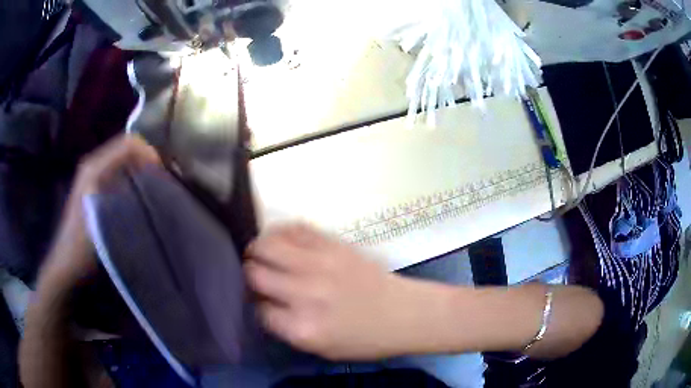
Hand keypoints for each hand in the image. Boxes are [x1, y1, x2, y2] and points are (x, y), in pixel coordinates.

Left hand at [40, 135, 160, 289]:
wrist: (67, 264)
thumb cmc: (82, 246)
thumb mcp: (104, 221)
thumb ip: (126, 198)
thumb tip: (154, 184)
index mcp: (94, 167)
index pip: (128, 144)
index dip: (149, 154)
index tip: (163, 175)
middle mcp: (93, 164)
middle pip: (126, 147)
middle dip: (146, 159)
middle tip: (162, 180)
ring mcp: (92, 174)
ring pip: (123, 158)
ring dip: (140, 167)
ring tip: (154, 186)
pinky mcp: (94, 186)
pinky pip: (118, 170)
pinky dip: (132, 176)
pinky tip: (138, 193)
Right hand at [245, 224, 452, 359]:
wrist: (404, 313)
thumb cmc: (364, 339)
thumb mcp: (320, 348)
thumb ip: (286, 328)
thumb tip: (262, 302)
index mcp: (302, 327)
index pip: (258, 309)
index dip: (256, 304)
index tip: (260, 301)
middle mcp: (305, 294)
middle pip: (255, 274)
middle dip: (250, 275)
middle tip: (256, 276)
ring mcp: (319, 264)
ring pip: (267, 245)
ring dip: (257, 250)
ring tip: (260, 254)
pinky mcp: (333, 244)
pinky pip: (295, 228)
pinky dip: (280, 232)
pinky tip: (281, 240)